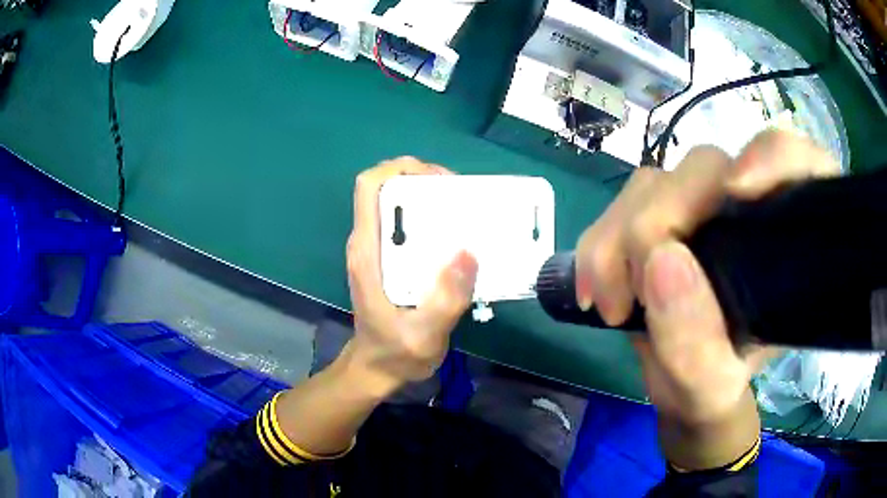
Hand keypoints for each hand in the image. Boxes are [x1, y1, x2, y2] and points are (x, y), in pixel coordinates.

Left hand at [346, 157, 477, 395]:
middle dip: (423, 179)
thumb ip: (446, 299)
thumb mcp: (424, 334)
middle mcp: (369, 243)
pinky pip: (408, 225)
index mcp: (368, 252)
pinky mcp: (389, 260)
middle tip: (461, 196)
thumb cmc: (395, 353)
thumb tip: (469, 252)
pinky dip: (431, 218)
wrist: (376, 370)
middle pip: (387, 188)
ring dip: (429, 197)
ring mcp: (377, 250)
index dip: (400, 169)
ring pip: (398, 203)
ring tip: (465, 211)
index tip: (439, 181)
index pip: (369, 187)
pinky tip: (456, 236)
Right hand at [574, 131, 840, 465]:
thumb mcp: (710, 387)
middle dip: (662, 219)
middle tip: (635, 293)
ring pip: (654, 182)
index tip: (738, 191)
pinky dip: (599, 243)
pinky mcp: (659, 211)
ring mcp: (698, 206)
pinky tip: (596, 289)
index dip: (773, 159)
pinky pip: (620, 203)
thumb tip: (661, 260)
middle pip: (706, 168)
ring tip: (612, 306)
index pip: (799, 165)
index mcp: (786, 242)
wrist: (680, 385)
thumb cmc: (712, 384)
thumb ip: (695, 344)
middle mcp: (746, 208)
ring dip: (619, 239)